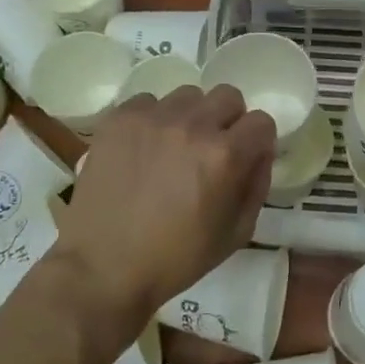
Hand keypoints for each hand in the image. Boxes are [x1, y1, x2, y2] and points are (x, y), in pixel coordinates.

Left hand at [59, 85, 276, 320]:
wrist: (103, 267)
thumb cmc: (176, 259)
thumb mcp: (236, 233)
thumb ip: (256, 185)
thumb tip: (259, 153)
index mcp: (225, 155)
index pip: (261, 121)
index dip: (257, 142)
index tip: (246, 158)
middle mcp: (192, 125)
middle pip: (228, 96)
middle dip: (228, 121)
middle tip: (211, 151)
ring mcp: (152, 118)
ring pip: (188, 96)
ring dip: (190, 117)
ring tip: (173, 148)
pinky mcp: (119, 118)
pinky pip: (148, 102)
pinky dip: (152, 120)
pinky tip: (143, 150)